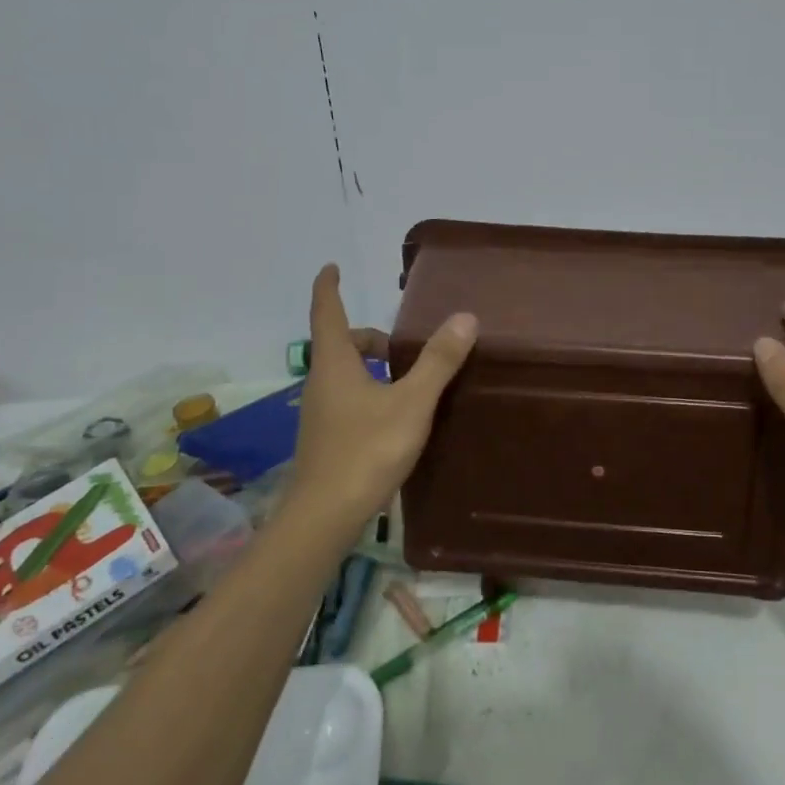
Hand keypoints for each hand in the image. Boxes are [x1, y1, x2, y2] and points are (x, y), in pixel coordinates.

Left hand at [288, 264, 477, 524]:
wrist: (324, 517)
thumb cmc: (366, 451)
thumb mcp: (412, 402)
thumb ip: (438, 361)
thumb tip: (465, 317)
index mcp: (335, 365)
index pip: (327, 313)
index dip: (328, 288)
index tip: (330, 267)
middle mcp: (321, 384)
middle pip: (340, 345)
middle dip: (369, 337)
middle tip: (403, 345)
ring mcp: (319, 414)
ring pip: (345, 375)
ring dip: (372, 368)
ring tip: (410, 383)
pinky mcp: (326, 439)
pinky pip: (347, 400)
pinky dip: (370, 393)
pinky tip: (396, 418)